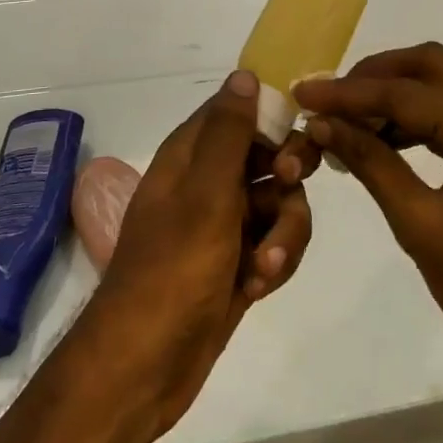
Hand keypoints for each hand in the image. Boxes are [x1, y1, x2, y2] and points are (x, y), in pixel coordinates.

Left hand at [84, 71, 313, 436]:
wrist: (143, 368)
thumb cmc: (172, 269)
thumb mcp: (205, 194)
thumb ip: (229, 133)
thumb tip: (245, 73)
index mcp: (192, 154)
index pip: (240, 109)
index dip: (273, 116)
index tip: (298, 133)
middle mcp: (208, 182)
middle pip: (270, 155)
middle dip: (288, 176)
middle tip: (288, 187)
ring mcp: (225, 224)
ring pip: (281, 203)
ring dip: (284, 232)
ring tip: (265, 266)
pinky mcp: (238, 263)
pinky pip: (276, 243)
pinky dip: (274, 261)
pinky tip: (258, 287)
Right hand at [294, 45, 442, 385]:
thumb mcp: (424, 228)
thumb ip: (373, 164)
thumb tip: (323, 124)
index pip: (407, 92)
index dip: (349, 92)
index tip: (302, 92)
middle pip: (431, 66)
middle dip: (375, 76)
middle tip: (329, 100)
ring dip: (397, 93)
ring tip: (349, 120)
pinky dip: (420, 115)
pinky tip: (386, 139)